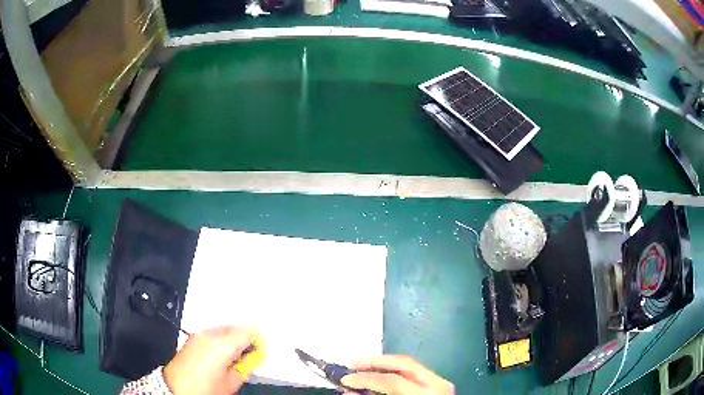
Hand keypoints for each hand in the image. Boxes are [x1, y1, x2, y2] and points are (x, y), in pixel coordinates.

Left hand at [163, 326, 255, 394]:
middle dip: (243, 337)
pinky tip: (221, 353)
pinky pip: (212, 333)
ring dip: (232, 338)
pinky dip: (220, 339)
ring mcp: (199, 334)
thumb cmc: (206, 388)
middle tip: (250, 352)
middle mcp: (210, 334)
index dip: (256, 339)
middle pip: (234, 327)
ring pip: (223, 329)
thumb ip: (245, 366)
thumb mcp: (231, 382)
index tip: (260, 348)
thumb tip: (253, 356)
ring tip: (234, 355)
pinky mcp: (192, 338)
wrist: (176, 387)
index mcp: (222, 344)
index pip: (246, 331)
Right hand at [340, 356, 453, 394]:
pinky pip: (415, 372)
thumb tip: (350, 391)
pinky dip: (396, 370)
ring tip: (365, 366)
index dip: (365, 379)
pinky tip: (383, 373)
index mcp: (425, 394)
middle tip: (354, 364)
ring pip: (410, 364)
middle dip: (376, 362)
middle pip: (404, 364)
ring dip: (385, 363)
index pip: (392, 382)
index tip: (346, 380)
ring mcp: (441, 382)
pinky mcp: (440, 383)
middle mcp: (437, 384)